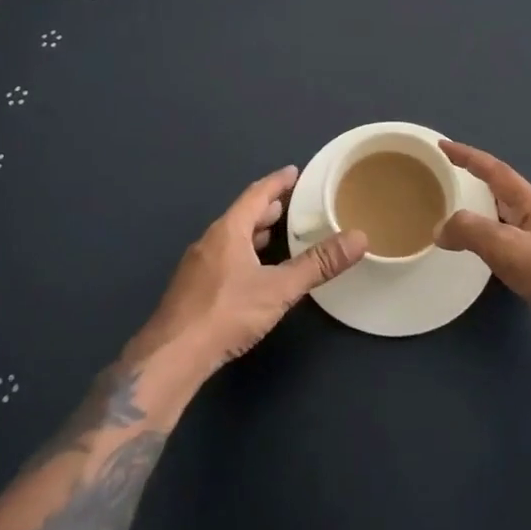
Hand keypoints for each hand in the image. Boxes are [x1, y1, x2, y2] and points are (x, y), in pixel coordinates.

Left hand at [137, 166, 365, 376]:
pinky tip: (253, 272)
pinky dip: (243, 253)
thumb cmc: (226, 312)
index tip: (294, 172)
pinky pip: (224, 257)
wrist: (171, 357)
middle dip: (267, 207)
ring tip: (277, 234)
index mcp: (228, 230)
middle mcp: (210, 241)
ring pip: (231, 238)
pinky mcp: (192, 290)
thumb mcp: (279, 288)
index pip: (256, 194)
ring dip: (254, 232)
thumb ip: (318, 264)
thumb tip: (358, 238)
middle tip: (292, 203)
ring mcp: (197, 266)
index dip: (277, 182)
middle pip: (242, 215)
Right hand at [437, 141, 530, 325]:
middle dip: (478, 186)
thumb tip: (441, 228)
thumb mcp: (509, 249)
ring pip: (512, 223)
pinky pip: (518, 248)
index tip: (443, 146)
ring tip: (462, 223)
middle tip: (449, 186)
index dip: (468, 156)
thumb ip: (472, 232)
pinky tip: (491, 262)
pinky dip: (497, 246)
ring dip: (487, 218)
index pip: (496, 171)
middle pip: (506, 194)